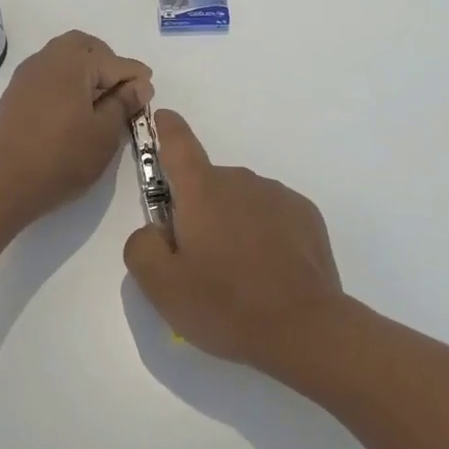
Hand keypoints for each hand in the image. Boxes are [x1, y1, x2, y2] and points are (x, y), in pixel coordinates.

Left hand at [0, 31, 152, 221]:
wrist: (5, 184)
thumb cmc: (62, 159)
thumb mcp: (104, 133)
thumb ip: (124, 102)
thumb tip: (139, 84)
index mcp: (72, 63)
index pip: (115, 62)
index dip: (136, 78)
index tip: (148, 96)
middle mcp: (47, 59)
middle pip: (84, 46)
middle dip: (107, 62)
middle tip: (121, 91)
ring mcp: (26, 75)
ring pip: (63, 57)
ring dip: (85, 70)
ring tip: (98, 102)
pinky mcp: (15, 93)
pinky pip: (47, 73)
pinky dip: (65, 81)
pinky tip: (72, 109)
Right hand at [123, 110, 346, 368]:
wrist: (306, 330)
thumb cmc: (227, 306)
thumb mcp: (162, 287)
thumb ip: (141, 247)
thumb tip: (155, 230)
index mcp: (202, 191)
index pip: (178, 143)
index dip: (166, 128)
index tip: (162, 118)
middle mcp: (240, 180)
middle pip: (207, 185)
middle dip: (198, 211)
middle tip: (201, 262)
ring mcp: (277, 195)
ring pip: (240, 201)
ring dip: (232, 223)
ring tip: (240, 275)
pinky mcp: (306, 215)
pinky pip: (271, 214)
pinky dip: (263, 233)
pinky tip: (270, 272)